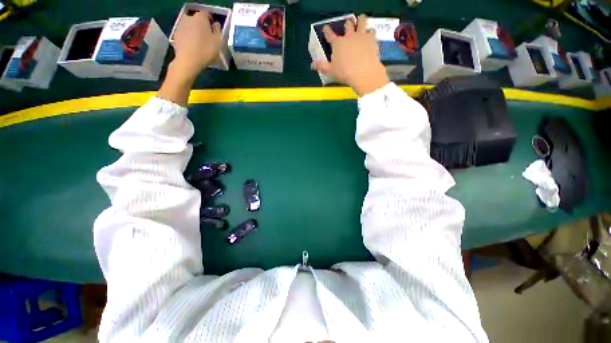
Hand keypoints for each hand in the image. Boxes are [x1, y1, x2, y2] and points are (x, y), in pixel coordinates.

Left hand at [172, 11, 221, 81]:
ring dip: (195, 31)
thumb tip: (215, 24)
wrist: (188, 60)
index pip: (207, 14)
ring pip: (191, 26)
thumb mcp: (218, 42)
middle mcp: (189, 17)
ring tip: (201, 43)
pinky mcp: (176, 34)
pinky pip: (185, 33)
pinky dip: (189, 37)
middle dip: (202, 26)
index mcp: (201, 17)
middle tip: (208, 37)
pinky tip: (194, 46)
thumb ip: (218, 31)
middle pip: (198, 19)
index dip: (211, 21)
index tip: (214, 29)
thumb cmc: (206, 50)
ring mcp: (181, 25)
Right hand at [311, 15, 389, 95]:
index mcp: (337, 43)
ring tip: (361, 21)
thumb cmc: (345, 73)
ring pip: (361, 21)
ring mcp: (361, 35)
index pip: (330, 34)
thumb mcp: (331, 71)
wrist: (363, 72)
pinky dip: (370, 32)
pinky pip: (372, 31)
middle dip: (347, 25)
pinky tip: (370, 35)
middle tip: (347, 26)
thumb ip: (322, 67)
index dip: (327, 31)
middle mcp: (349, 36)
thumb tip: (312, 65)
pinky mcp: (372, 38)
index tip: (326, 28)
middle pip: (347, 25)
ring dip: (360, 21)